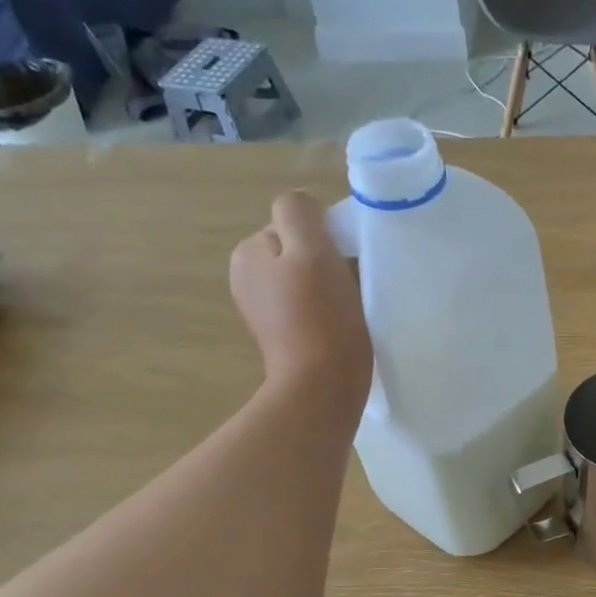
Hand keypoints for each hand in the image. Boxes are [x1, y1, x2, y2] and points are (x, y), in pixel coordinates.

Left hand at [230, 192, 371, 414]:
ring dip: (330, 288)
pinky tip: (339, 328)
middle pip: (301, 252)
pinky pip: (309, 308)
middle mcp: (246, 278)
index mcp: (249, 252)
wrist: (322, 388)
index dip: (325, 240)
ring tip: (347, 310)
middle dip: (326, 264)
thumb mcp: (312, 250)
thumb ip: (301, 213)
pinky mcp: (282, 337)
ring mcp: (263, 311)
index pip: (296, 225)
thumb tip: (303, 209)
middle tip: (348, 289)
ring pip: (307, 280)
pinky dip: (326, 313)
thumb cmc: (321, 318)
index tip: (342, 265)